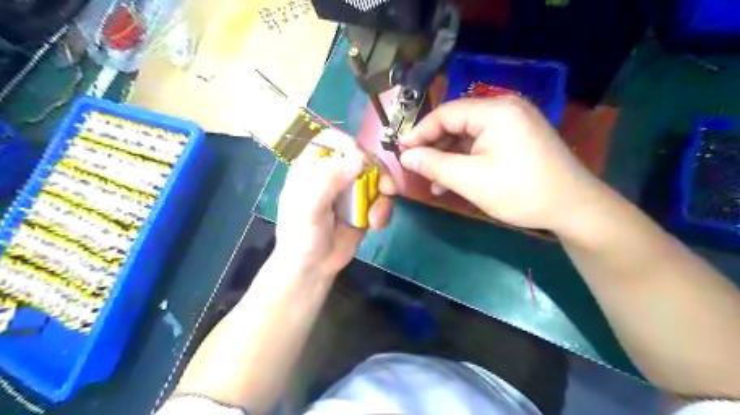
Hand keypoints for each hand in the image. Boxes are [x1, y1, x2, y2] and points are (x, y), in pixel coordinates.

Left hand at [274, 129, 396, 278]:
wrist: (314, 268)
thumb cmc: (301, 237)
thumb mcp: (307, 209)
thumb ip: (328, 182)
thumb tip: (359, 161)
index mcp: (312, 167)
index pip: (332, 140)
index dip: (349, 145)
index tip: (361, 162)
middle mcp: (333, 173)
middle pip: (361, 155)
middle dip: (377, 171)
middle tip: (385, 188)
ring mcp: (351, 189)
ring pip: (377, 176)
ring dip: (383, 195)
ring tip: (376, 218)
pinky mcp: (365, 205)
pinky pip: (382, 198)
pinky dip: (384, 209)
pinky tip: (377, 225)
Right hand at [403, 98, 603, 232]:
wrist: (573, 208)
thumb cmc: (520, 191)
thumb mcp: (470, 180)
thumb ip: (434, 165)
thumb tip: (405, 156)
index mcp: (495, 111)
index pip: (445, 113)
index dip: (420, 132)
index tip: (401, 151)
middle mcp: (505, 109)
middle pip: (457, 123)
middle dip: (435, 148)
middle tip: (416, 168)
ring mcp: (514, 123)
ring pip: (469, 136)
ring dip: (449, 158)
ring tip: (434, 182)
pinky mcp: (518, 139)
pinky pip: (483, 144)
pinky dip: (467, 160)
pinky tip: (456, 180)